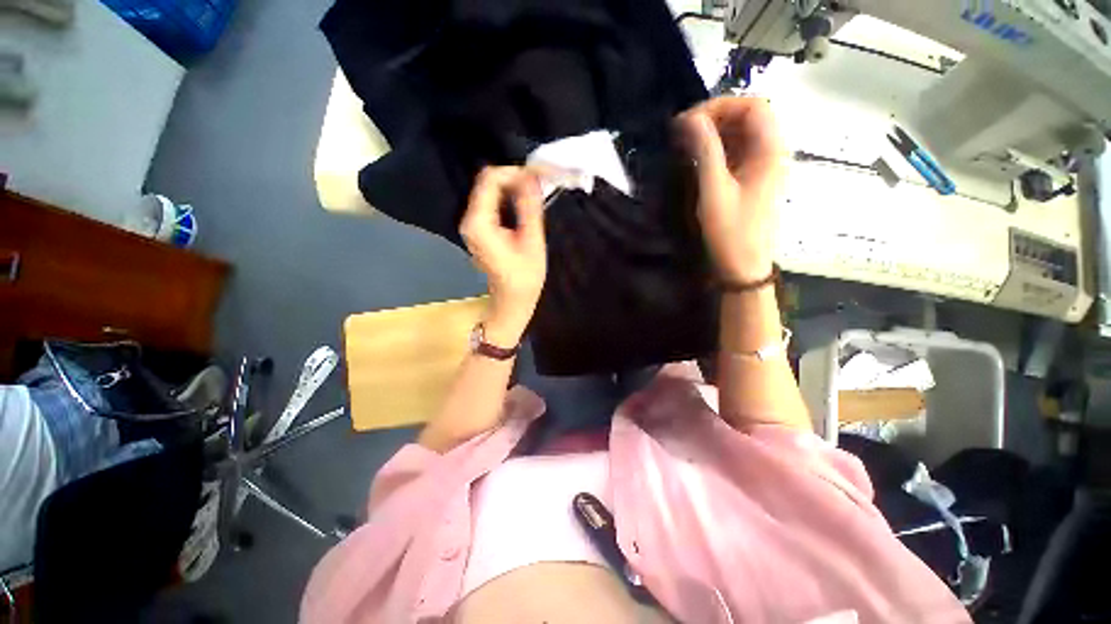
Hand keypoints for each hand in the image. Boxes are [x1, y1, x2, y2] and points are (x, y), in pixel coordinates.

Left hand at [461, 166, 547, 347]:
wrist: (512, 299)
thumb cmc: (524, 277)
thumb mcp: (532, 241)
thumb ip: (530, 207)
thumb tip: (532, 176)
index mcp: (479, 223)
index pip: (490, 179)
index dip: (515, 172)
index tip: (539, 176)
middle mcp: (469, 219)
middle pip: (488, 182)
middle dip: (515, 178)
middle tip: (541, 183)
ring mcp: (472, 223)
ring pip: (490, 190)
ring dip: (513, 186)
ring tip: (537, 192)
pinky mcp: (478, 227)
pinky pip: (492, 202)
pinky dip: (509, 197)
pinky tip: (526, 202)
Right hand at [678, 97, 785, 282]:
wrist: (743, 266)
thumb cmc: (731, 231)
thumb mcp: (714, 191)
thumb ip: (705, 152)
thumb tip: (689, 119)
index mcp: (770, 151)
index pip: (753, 106)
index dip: (721, 106)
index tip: (689, 121)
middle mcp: (772, 152)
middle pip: (749, 117)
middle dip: (715, 117)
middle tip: (684, 131)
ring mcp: (763, 167)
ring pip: (742, 134)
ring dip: (714, 133)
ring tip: (686, 144)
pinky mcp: (752, 179)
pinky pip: (737, 153)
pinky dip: (717, 149)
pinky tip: (698, 158)